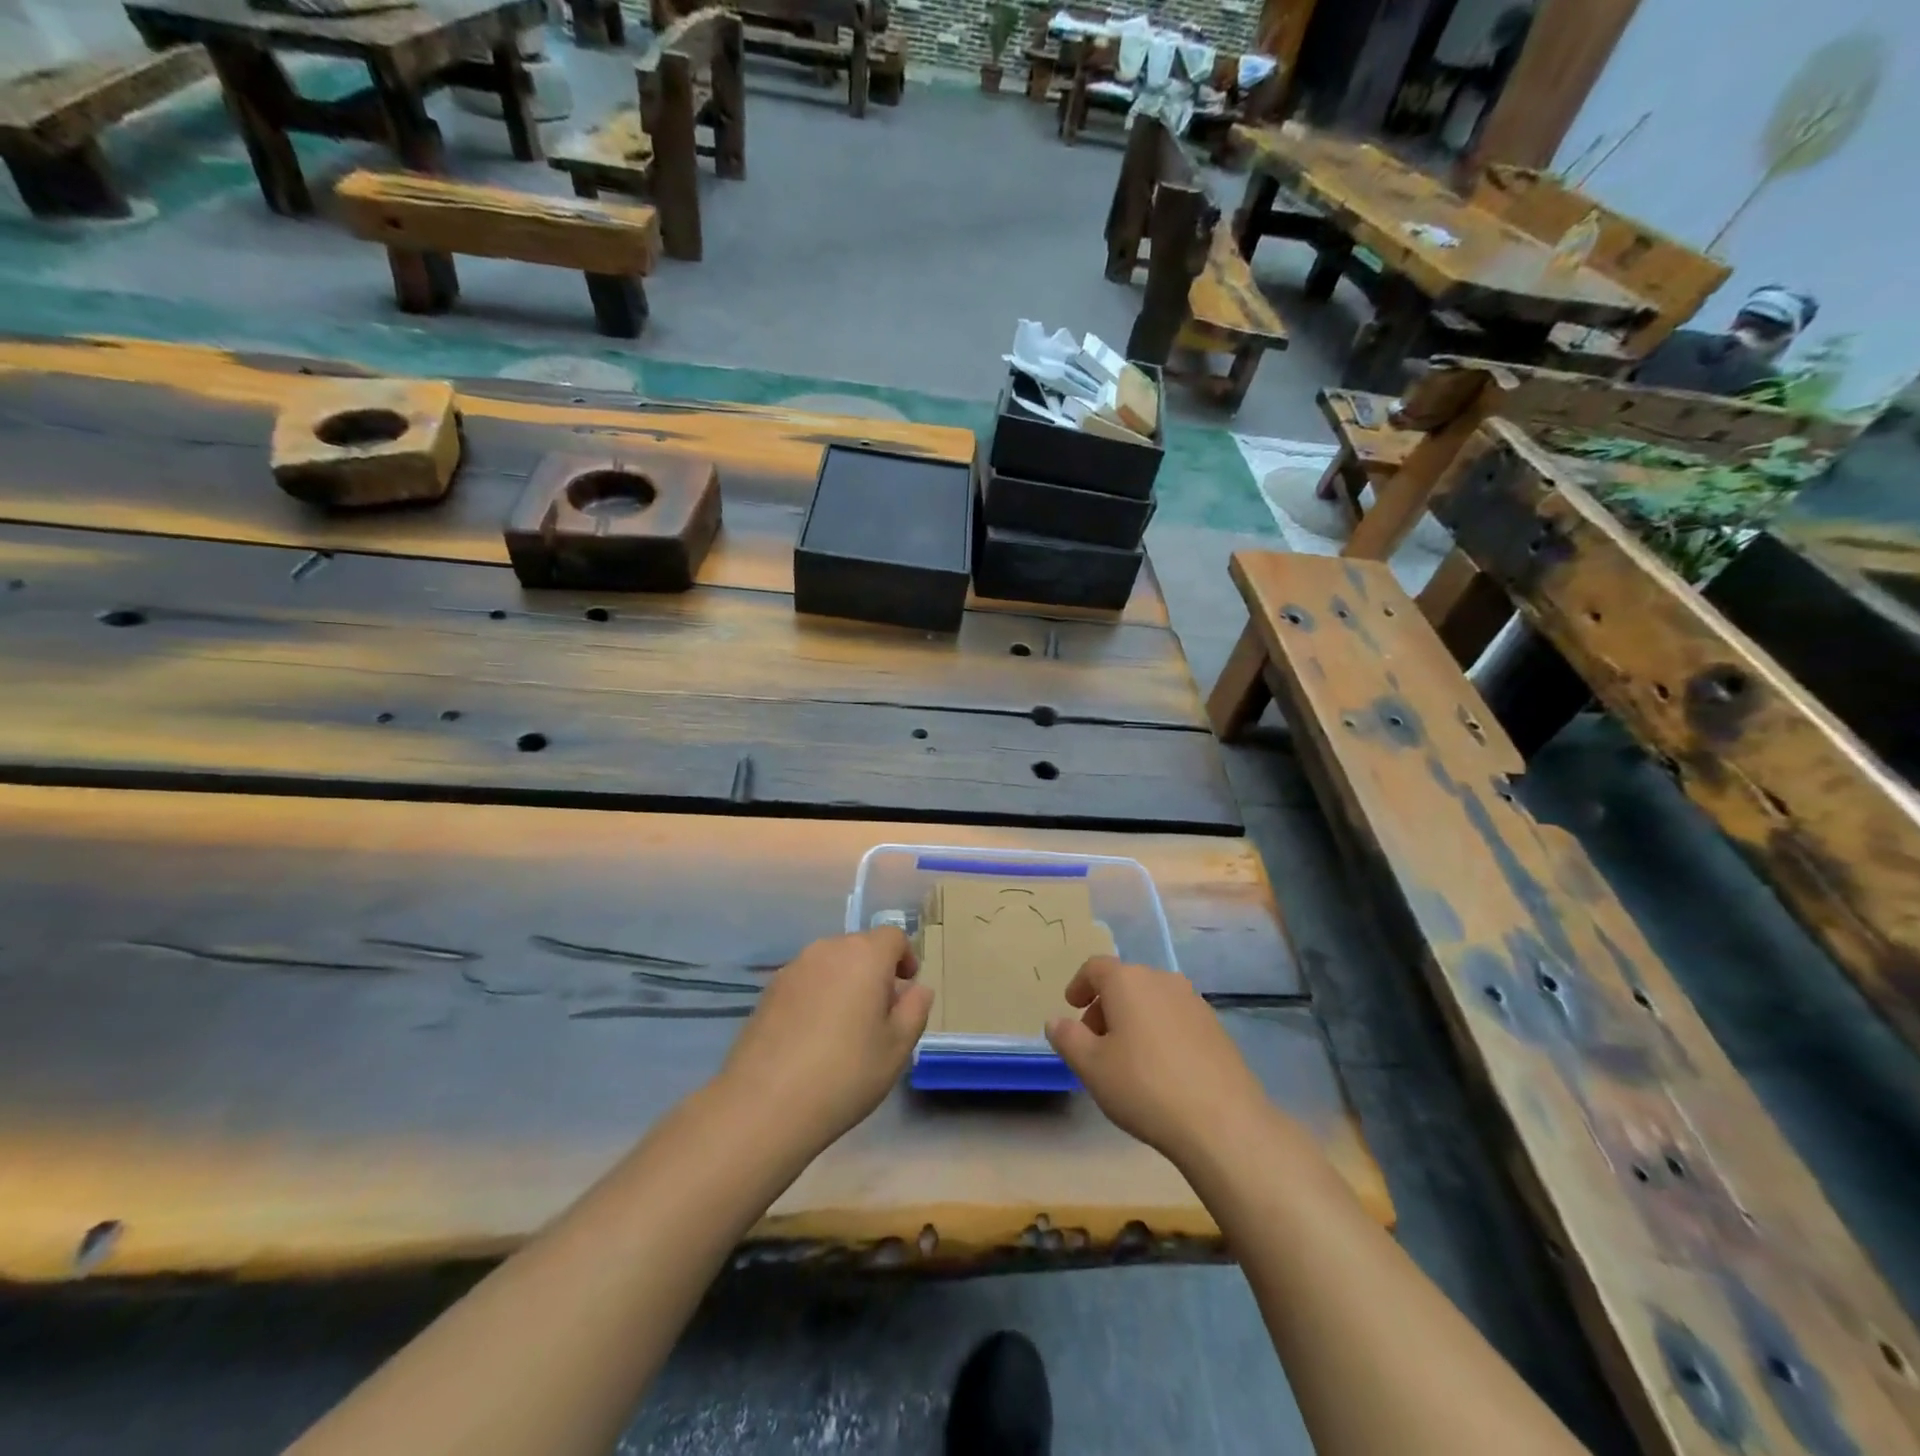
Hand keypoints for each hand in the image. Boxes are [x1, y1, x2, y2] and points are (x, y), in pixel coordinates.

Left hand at [719, 928, 932, 1154]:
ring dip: (845, 983)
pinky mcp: (769, 990)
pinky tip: (813, 1037)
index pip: (893, 937)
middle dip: (875, 972)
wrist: (765, 1103)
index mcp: (865, 956)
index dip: (905, 957)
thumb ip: (914, 1010)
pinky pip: (806, 981)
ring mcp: (793, 968)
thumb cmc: (845, 1073)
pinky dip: (817, 996)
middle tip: (879, 1015)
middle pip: (860, 947)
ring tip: (845, 1028)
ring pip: (831, 964)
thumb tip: (917, 989)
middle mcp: (828, 950)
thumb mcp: (897, 1048)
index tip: (907, 989)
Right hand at [1045, 957, 1272, 1161]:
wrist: (1223, 1122)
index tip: (1071, 1007)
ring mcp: (1194, 1002)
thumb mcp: (1091, 1066)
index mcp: (1128, 981)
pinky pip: (1175, 1018)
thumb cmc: (1144, 1086)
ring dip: (1133, 1019)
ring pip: (1151, 1000)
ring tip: (1126, 1059)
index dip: (1079, 985)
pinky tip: (1160, 1070)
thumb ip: (1068, 1038)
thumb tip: (1056, 1021)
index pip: (1095, 967)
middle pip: (1125, 983)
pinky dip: (1159, 1032)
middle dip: (1104, 1007)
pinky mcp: (1215, 1028)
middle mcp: (1162, 980)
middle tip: (1094, 1043)